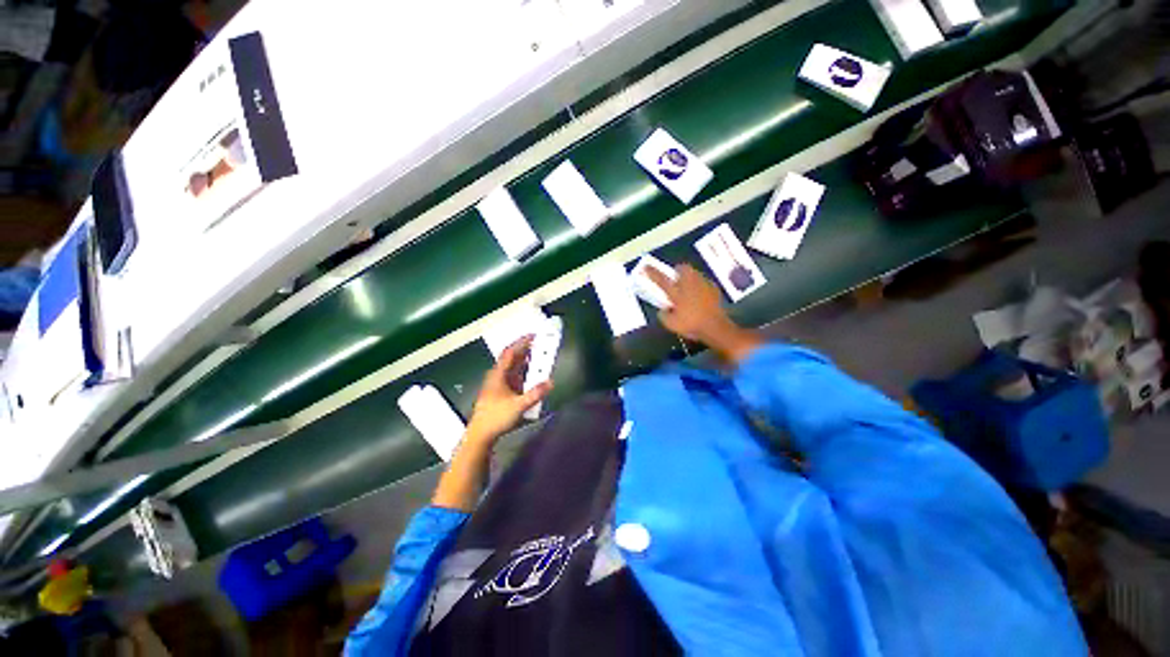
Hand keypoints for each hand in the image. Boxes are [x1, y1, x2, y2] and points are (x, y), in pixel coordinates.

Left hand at [466, 336, 552, 442]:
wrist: (480, 435)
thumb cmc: (496, 417)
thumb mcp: (518, 406)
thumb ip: (535, 394)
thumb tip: (551, 382)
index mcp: (498, 374)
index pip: (510, 352)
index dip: (522, 342)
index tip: (534, 335)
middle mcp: (497, 376)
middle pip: (512, 358)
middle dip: (526, 349)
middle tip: (540, 344)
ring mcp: (498, 384)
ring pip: (513, 367)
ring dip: (525, 361)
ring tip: (539, 356)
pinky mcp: (501, 392)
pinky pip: (514, 376)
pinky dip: (524, 372)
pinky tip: (532, 375)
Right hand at [646, 264, 762, 363]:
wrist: (715, 327)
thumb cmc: (691, 325)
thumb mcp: (671, 324)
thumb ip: (663, 315)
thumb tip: (663, 310)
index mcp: (677, 292)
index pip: (661, 280)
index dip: (652, 273)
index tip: (645, 267)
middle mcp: (689, 284)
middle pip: (682, 268)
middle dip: (677, 270)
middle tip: (675, 279)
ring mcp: (703, 284)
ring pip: (694, 273)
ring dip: (689, 277)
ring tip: (687, 287)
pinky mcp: (714, 289)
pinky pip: (704, 282)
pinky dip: (700, 286)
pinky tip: (700, 295)